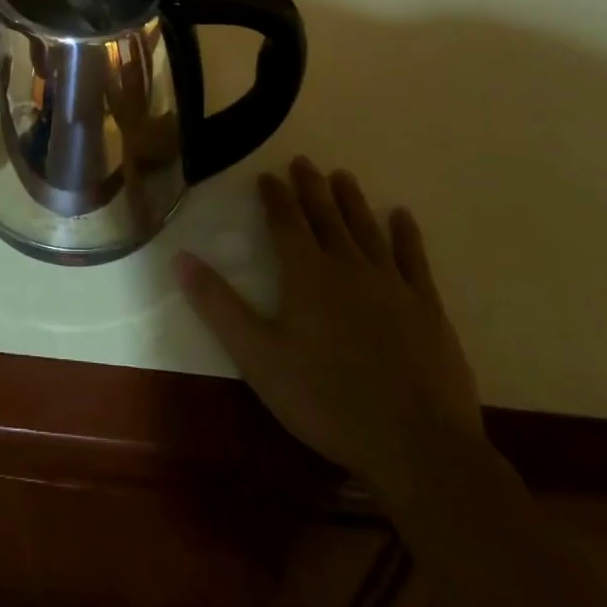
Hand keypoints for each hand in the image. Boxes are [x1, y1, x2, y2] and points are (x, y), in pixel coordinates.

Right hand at [177, 159, 482, 488]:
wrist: (417, 445)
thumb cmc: (327, 400)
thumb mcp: (258, 357)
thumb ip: (218, 305)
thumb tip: (179, 257)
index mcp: (306, 274)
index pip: (285, 223)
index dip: (275, 197)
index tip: (268, 175)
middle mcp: (347, 266)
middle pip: (325, 217)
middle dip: (312, 188)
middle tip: (304, 161)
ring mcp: (391, 285)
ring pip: (366, 229)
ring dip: (352, 201)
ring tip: (343, 176)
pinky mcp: (427, 308)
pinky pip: (414, 260)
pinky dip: (406, 235)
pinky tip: (402, 216)